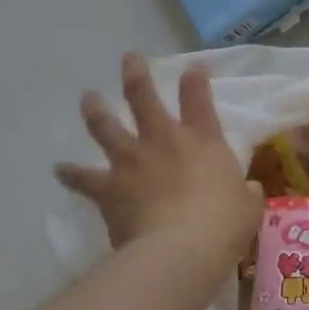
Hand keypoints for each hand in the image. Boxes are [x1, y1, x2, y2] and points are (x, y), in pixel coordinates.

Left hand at [55, 53, 262, 267]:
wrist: (180, 250)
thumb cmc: (223, 225)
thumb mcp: (248, 206)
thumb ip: (246, 194)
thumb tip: (247, 192)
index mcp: (203, 141)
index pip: (199, 99)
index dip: (196, 79)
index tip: (194, 67)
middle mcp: (164, 141)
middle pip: (144, 98)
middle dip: (136, 76)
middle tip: (128, 59)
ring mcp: (132, 162)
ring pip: (107, 127)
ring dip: (96, 110)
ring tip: (88, 97)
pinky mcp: (109, 189)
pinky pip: (84, 179)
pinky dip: (71, 174)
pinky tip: (60, 169)